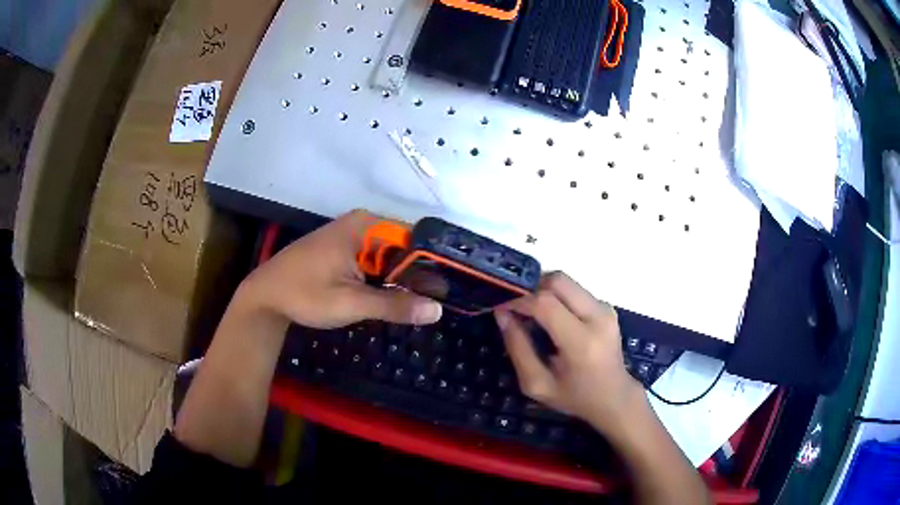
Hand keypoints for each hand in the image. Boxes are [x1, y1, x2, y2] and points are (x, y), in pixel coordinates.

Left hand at [239, 209, 442, 328]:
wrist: (266, 297)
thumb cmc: (304, 294)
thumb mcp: (350, 302)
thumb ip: (394, 305)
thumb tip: (439, 310)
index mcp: (366, 226)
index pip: (414, 238)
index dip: (434, 261)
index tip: (452, 286)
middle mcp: (363, 225)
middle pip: (404, 247)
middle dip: (421, 273)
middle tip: (444, 300)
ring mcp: (353, 237)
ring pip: (391, 256)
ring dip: (405, 278)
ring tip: (430, 301)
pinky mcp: (346, 251)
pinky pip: (377, 262)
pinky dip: (388, 279)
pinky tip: (400, 297)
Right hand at [495, 272, 642, 435]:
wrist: (614, 397)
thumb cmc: (574, 397)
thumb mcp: (537, 383)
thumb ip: (518, 348)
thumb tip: (502, 314)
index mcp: (581, 343)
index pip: (545, 303)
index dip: (518, 300)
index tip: (501, 307)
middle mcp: (598, 318)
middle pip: (558, 281)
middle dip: (530, 288)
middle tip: (515, 305)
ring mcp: (605, 309)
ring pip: (566, 282)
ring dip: (543, 291)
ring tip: (530, 313)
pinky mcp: (606, 306)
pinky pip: (574, 290)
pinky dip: (556, 297)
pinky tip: (550, 318)